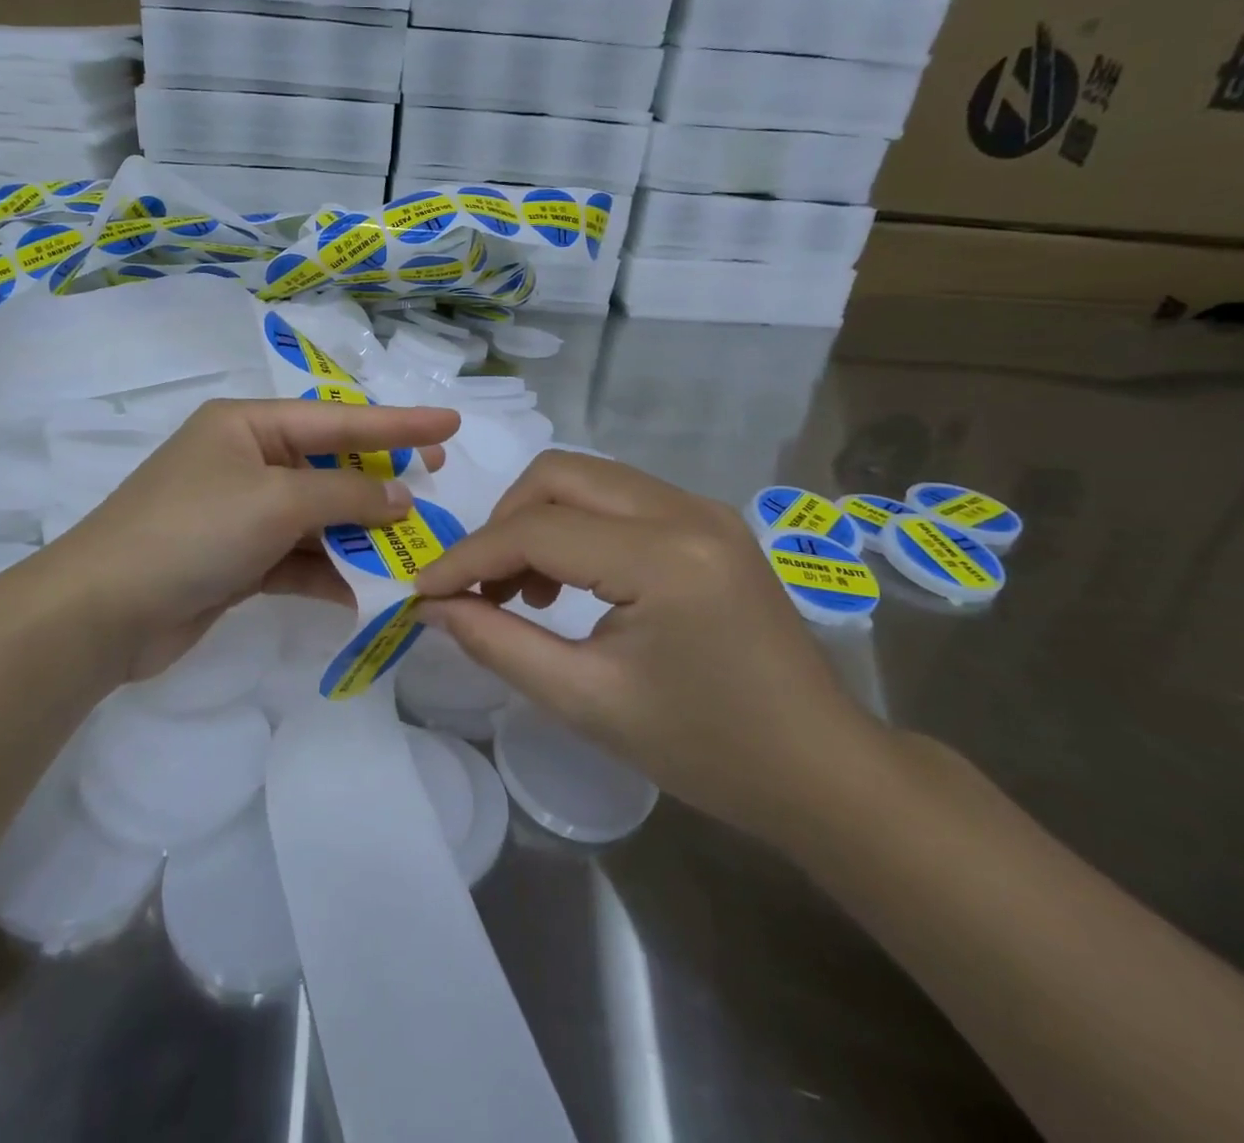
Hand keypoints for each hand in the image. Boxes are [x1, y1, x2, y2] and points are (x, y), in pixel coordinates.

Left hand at [30, 398, 458, 688]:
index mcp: (248, 425)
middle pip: (330, 466)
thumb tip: (402, 497)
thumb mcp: (276, 502)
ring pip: (318, 516)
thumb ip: (346, 494)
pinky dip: (330, 572)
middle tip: (438, 480)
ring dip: (360, 534)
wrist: (102, 612)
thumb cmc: (192, 531)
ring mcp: (240, 512)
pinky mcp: (237, 560)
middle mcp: (246, 461)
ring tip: (414, 547)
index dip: (399, 423)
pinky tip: (366, 592)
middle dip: (382, 480)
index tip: (451, 423)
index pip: (339, 419)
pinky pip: (298, 558)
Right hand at [412, 451, 886, 848]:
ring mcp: (704, 508)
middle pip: (559, 474)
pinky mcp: (709, 521)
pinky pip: (618, 497)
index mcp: (664, 557)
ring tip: (523, 589)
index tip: (423, 590)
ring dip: (538, 519)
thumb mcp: (587, 702)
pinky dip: (575, 524)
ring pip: (587, 477)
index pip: (537, 530)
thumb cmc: (706, 749)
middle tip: (479, 585)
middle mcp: (686, 510)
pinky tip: (570, 579)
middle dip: (502, 523)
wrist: (821, 768)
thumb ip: (499, 644)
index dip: (468, 558)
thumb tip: (435, 607)